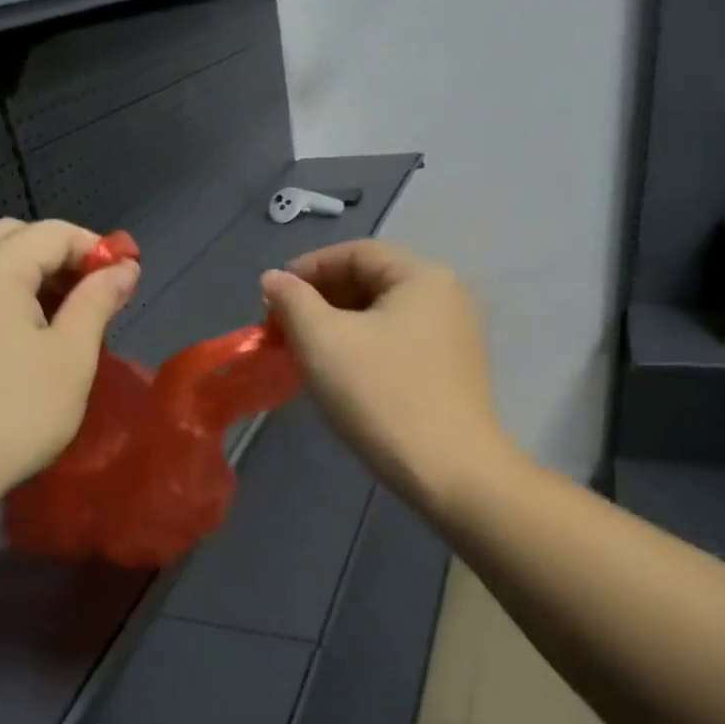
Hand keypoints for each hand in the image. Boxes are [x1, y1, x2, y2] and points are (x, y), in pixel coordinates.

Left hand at [0, 218, 138, 530]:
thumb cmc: (16, 411)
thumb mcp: (71, 355)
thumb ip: (98, 301)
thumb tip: (124, 267)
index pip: (52, 232)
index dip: (96, 248)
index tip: (127, 281)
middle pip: (15, 237)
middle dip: (61, 254)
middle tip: (94, 292)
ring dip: (36, 276)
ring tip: (70, 318)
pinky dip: (12, 298)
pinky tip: (32, 339)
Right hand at [262, 241, 506, 510]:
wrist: (448, 471)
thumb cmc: (380, 395)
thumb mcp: (323, 341)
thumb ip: (292, 301)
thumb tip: (273, 278)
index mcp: (422, 276)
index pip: (355, 252)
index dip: (307, 268)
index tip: (271, 297)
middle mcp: (446, 296)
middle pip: (371, 281)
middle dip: (320, 299)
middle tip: (282, 328)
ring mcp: (454, 335)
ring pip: (382, 315)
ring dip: (338, 325)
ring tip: (304, 351)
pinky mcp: (451, 370)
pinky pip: (397, 341)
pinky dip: (362, 346)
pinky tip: (339, 372)